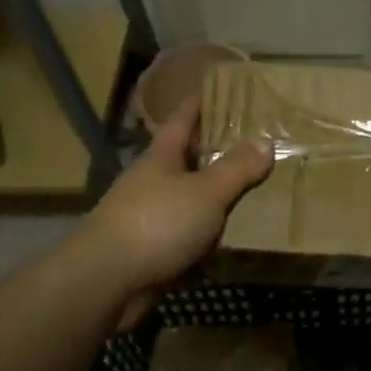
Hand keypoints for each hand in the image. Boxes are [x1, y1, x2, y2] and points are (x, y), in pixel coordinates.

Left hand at [70, 97, 272, 307]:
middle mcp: (153, 179)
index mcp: (162, 155)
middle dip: (216, 147)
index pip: (183, 117)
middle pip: (187, 156)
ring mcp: (149, 214)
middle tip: (255, 139)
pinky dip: (208, 231)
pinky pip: (188, 232)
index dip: (201, 101)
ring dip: (215, 193)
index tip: (221, 87)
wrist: (105, 282)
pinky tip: (232, 235)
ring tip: (254, 187)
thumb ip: (237, 168)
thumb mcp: (207, 191)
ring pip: (189, 196)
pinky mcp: (151, 249)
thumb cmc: (157, 222)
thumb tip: (266, 140)